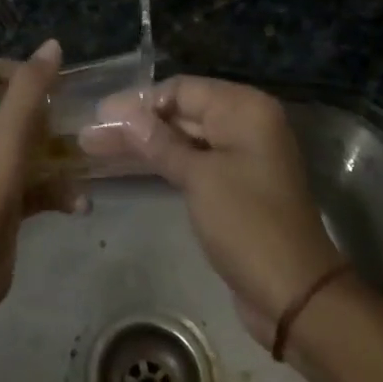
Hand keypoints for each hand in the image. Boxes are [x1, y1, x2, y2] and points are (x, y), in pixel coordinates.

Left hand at [0, 39, 77, 319]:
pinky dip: (55, 190)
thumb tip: (52, 45)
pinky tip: (79, 203)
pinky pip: (34, 184)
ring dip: (57, 153)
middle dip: (47, 113)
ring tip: (87, 156)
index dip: (23, 70)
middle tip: (78, 116)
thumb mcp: (7, 135)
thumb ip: (30, 89)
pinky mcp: (2, 201)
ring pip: (28, 148)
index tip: (57, 82)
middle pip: (13, 109)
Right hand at [92, 76, 347, 343]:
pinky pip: (193, 162)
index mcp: (245, 109)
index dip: (139, 102)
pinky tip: (128, 165)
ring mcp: (242, 155)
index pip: (182, 89)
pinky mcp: (235, 184)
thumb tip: (121, 113)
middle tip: (90, 135)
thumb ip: (158, 142)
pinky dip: (164, 162)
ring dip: (144, 144)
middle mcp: (246, 123)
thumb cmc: (247, 224)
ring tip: (96, 148)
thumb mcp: (199, 178)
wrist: (293, 292)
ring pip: (184, 139)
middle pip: (182, 112)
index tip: (99, 116)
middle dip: (136, 123)